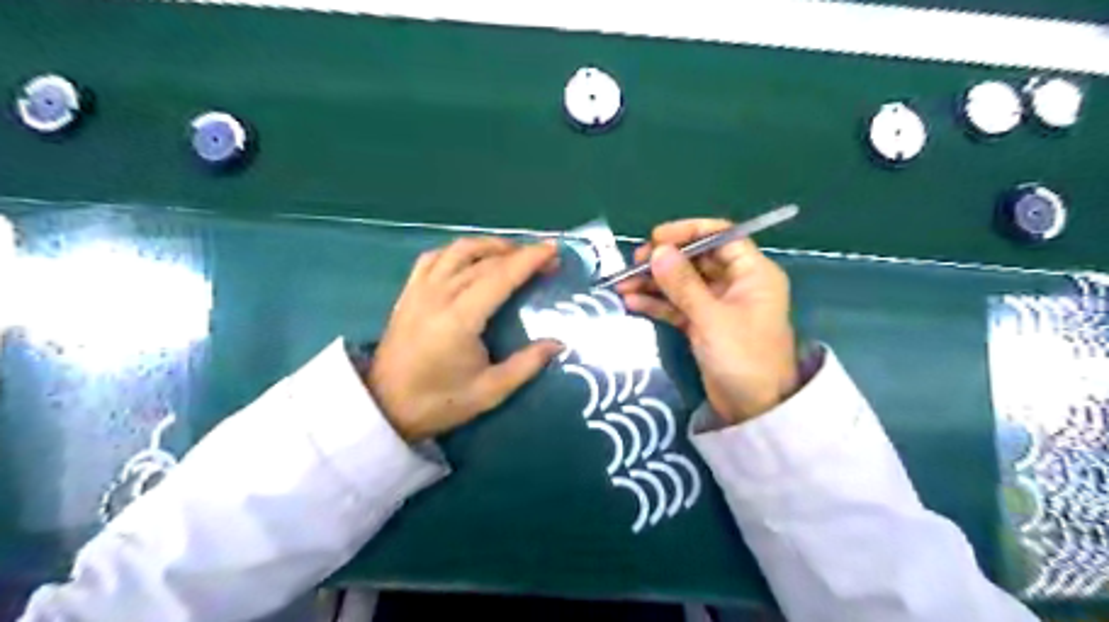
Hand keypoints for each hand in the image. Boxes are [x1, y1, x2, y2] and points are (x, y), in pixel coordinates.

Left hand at [370, 234, 564, 441]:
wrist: (383, 407)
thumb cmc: (438, 402)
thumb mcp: (490, 392)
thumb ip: (526, 365)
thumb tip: (558, 343)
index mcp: (460, 319)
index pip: (500, 277)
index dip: (529, 260)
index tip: (553, 249)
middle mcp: (439, 295)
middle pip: (483, 261)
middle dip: (518, 254)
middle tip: (544, 260)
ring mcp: (419, 290)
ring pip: (457, 251)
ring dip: (489, 246)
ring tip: (512, 253)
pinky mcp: (408, 293)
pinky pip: (434, 258)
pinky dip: (457, 252)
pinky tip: (470, 260)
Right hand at [615, 216, 796, 424]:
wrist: (754, 410)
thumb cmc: (743, 358)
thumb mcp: (711, 318)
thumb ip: (683, 284)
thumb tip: (657, 250)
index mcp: (752, 273)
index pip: (721, 236)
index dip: (688, 232)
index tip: (656, 238)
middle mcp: (736, 284)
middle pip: (696, 260)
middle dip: (664, 261)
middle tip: (632, 264)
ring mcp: (717, 305)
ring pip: (682, 284)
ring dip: (654, 283)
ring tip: (622, 285)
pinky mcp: (702, 325)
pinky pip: (677, 306)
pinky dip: (656, 304)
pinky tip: (632, 303)